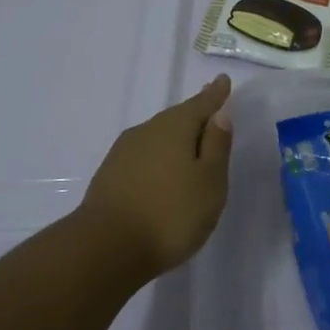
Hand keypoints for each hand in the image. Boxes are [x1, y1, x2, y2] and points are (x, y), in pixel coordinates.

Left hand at [78, 74, 234, 275]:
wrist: (106, 248)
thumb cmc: (171, 214)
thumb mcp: (209, 181)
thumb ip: (217, 145)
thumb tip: (220, 113)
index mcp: (175, 127)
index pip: (201, 104)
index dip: (215, 94)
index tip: (223, 80)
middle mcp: (147, 131)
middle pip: (177, 118)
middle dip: (195, 115)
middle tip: (210, 113)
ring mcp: (123, 153)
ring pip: (158, 136)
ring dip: (175, 139)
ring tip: (190, 146)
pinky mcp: (110, 175)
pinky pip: (144, 156)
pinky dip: (158, 158)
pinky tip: (162, 172)